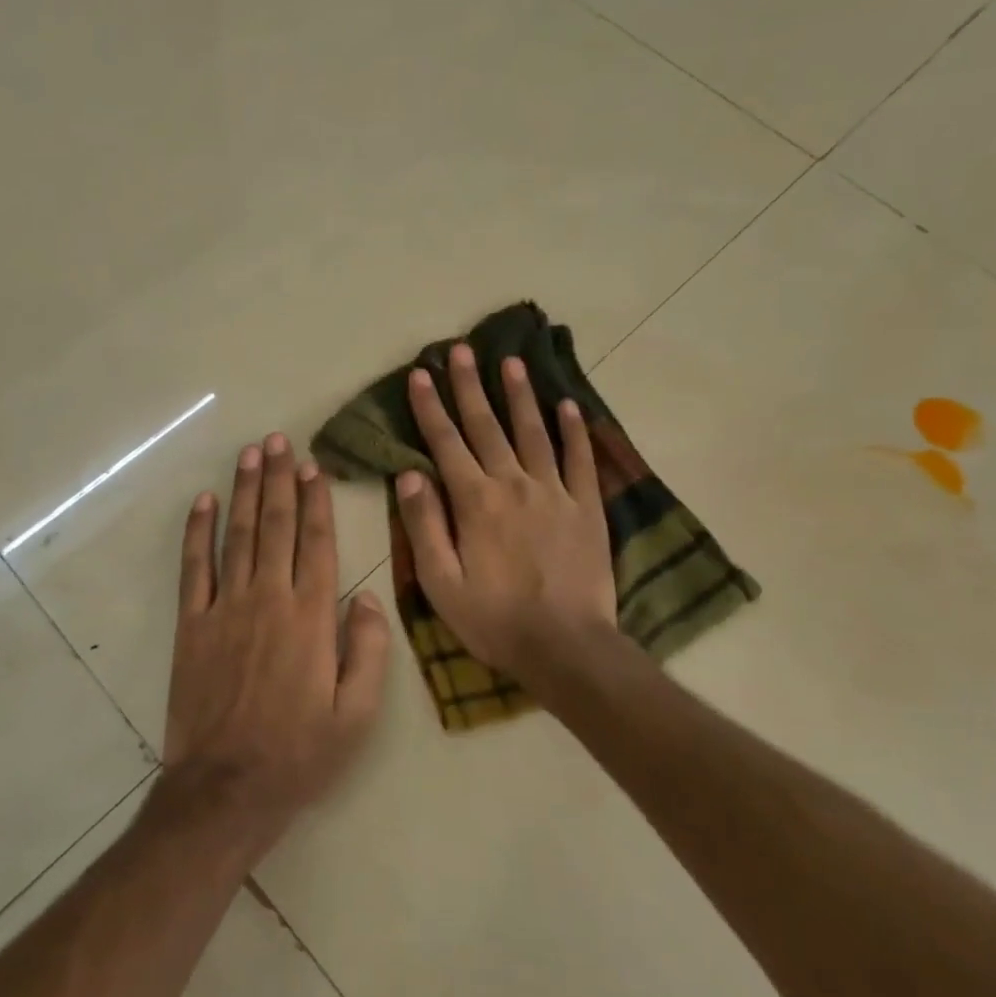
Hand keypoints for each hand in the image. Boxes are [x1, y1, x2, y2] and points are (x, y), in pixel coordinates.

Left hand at [162, 434, 390, 858]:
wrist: (227, 788)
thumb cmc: (301, 753)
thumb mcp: (358, 714)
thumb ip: (369, 650)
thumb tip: (367, 597)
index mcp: (312, 616)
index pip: (316, 542)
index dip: (315, 500)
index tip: (312, 466)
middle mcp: (269, 598)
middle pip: (275, 525)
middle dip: (278, 479)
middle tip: (278, 440)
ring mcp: (226, 608)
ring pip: (237, 535)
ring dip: (243, 490)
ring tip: (249, 453)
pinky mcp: (192, 624)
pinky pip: (194, 568)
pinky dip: (196, 532)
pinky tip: (202, 502)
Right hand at [396, 345, 615, 697]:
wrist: (567, 647)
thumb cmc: (495, 620)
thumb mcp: (441, 583)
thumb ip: (424, 525)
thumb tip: (409, 474)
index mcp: (475, 502)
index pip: (446, 442)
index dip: (431, 406)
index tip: (421, 373)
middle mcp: (513, 484)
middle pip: (488, 426)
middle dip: (471, 385)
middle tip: (461, 349)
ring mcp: (554, 492)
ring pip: (533, 432)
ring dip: (520, 395)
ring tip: (511, 361)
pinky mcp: (586, 507)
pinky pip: (580, 459)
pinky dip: (574, 430)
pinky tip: (568, 405)